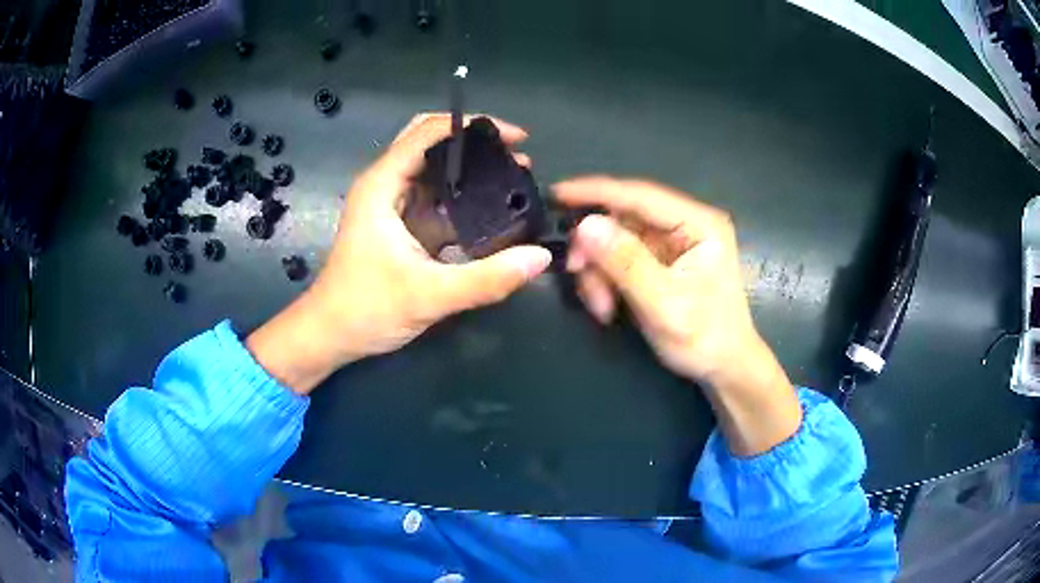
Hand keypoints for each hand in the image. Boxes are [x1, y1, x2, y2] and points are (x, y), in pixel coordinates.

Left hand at [248, 114, 550, 394]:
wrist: (329, 335)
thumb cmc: (365, 310)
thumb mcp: (429, 296)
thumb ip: (487, 279)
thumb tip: (540, 257)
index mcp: (382, 185)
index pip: (428, 131)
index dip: (474, 125)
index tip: (517, 137)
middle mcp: (385, 185)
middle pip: (431, 142)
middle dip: (475, 143)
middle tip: (517, 156)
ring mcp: (391, 205)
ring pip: (434, 170)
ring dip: (471, 169)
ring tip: (513, 179)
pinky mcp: (398, 226)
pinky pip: (435, 199)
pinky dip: (463, 197)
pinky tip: (491, 209)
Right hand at [554, 176, 800, 455]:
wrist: (723, 366)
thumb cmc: (704, 338)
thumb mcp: (663, 304)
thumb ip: (626, 263)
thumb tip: (585, 225)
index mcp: (699, 224)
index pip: (640, 196)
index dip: (595, 191)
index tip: (556, 194)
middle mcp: (685, 223)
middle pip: (623, 218)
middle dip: (596, 247)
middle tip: (578, 274)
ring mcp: (672, 241)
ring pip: (616, 239)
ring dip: (600, 270)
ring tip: (602, 307)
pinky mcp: (660, 259)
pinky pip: (620, 257)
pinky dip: (607, 279)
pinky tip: (609, 306)